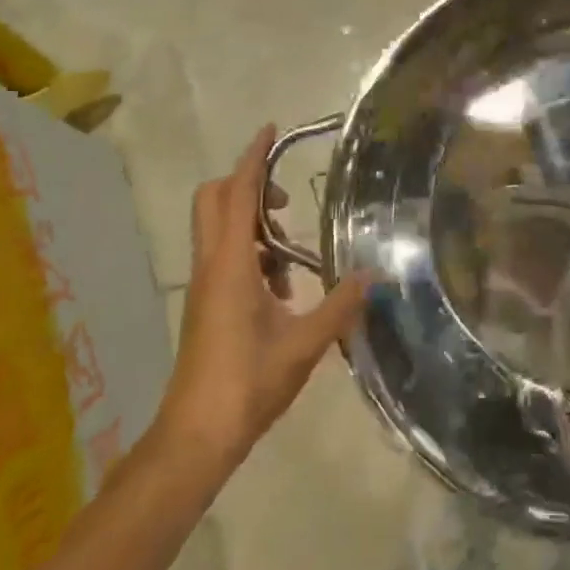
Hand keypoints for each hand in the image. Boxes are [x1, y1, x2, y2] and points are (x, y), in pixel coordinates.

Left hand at [154, 126, 366, 473]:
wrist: (195, 438)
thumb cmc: (246, 384)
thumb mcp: (304, 344)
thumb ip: (340, 306)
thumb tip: (374, 274)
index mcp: (230, 265)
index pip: (237, 193)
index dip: (253, 158)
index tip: (270, 130)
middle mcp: (211, 265)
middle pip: (215, 200)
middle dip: (247, 184)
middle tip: (286, 199)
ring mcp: (205, 286)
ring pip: (220, 229)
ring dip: (252, 222)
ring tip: (294, 250)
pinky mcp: (206, 304)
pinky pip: (226, 257)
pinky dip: (252, 252)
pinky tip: (283, 287)